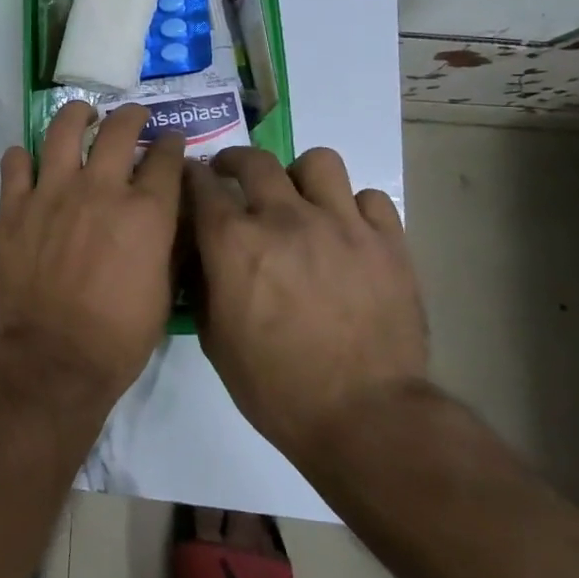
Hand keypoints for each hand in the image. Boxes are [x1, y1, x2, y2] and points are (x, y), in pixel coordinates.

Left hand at [0, 102, 185, 404]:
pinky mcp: (14, 207)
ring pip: (63, 130)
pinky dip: (22, 156)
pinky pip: (14, 163)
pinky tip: (29, 159)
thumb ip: (169, 242)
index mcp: (145, 212)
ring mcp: (52, 193)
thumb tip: (170, 213)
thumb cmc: (120, 336)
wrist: (54, 358)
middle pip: (119, 131)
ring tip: (82, 115)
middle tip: (132, 117)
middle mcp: (100, 190)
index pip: (165, 158)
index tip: (170, 142)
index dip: (171, 145)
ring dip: (76, 116)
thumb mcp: (164, 291)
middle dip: (132, 116)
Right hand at [185, 145, 426, 466]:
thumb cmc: (274, 385)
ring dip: (300, 176)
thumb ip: (202, 282)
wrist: (365, 418)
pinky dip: (353, 207)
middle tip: (235, 177)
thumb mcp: (213, 337)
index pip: (200, 183)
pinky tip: (347, 232)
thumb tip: (200, 252)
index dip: (191, 176)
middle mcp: (284, 218)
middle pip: (254, 160)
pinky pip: (369, 197)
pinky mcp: (388, 242)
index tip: (191, 180)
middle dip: (235, 161)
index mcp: (234, 241)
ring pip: (319, 162)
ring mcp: (341, 225)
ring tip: (300, 200)